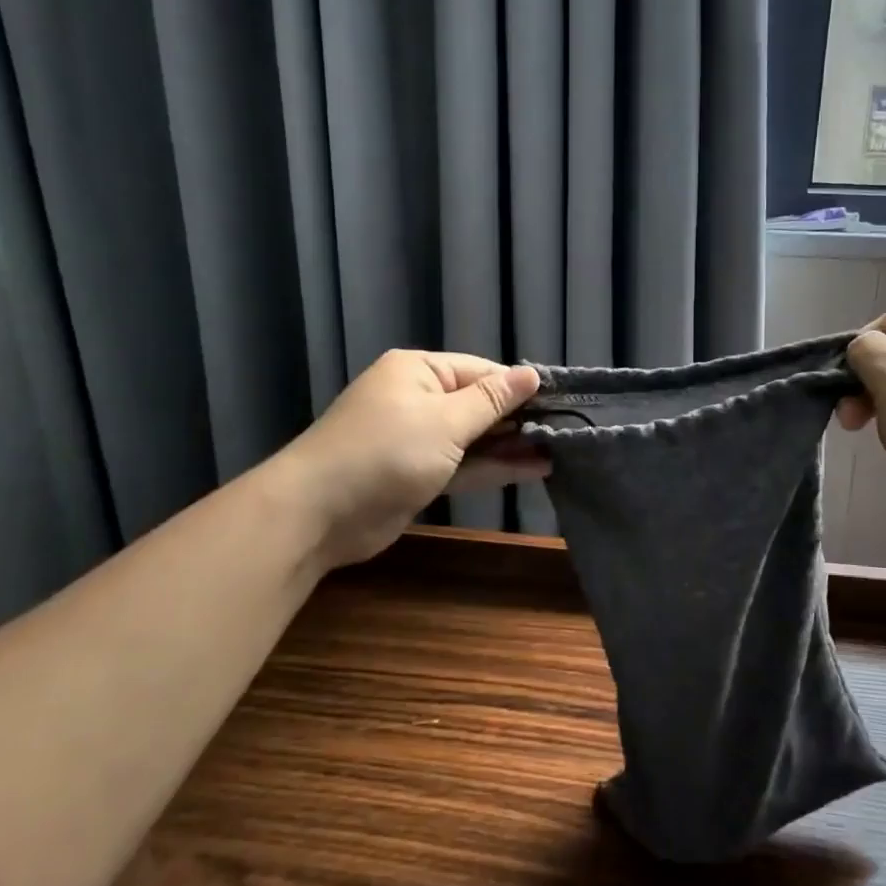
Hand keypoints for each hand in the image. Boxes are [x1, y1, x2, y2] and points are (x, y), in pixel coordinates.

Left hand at [286, 350, 547, 569]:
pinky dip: (492, 468)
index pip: (481, 371)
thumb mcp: (445, 420)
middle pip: (478, 404)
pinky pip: (462, 465)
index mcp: (419, 371)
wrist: (318, 514)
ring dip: (511, 446)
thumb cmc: (386, 452)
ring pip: (473, 438)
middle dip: (518, 419)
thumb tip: (532, 374)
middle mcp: (417, 399)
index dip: (519, 387)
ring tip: (559, 451)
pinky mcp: (416, 475)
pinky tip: (532, 469)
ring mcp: (416, 439)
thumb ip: (492, 401)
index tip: (561, 403)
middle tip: (567, 431)